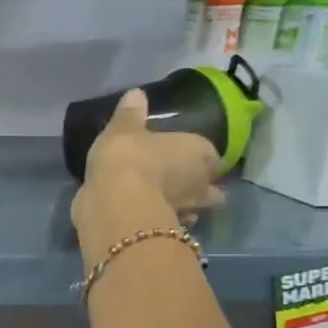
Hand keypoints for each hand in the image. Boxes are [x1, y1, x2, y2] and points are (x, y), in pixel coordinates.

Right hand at [72, 89, 223, 255]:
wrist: (115, 204)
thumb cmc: (127, 158)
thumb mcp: (123, 129)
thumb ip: (130, 113)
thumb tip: (136, 93)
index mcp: (200, 152)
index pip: (210, 154)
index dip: (198, 156)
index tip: (181, 156)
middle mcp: (203, 183)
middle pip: (213, 187)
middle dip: (201, 187)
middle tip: (178, 183)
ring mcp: (189, 212)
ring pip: (196, 210)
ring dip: (184, 207)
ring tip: (161, 202)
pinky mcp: (169, 233)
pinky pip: (171, 226)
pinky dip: (163, 222)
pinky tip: (146, 218)